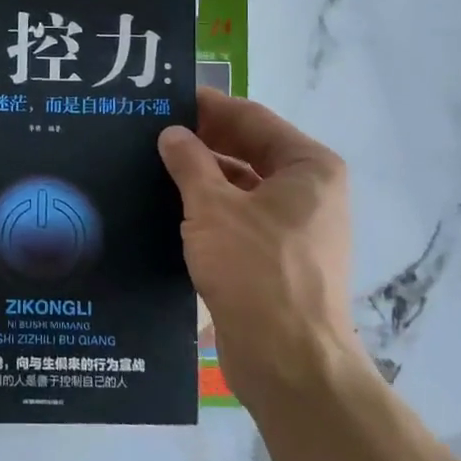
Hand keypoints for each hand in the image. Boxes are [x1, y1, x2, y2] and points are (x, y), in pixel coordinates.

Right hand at [157, 89, 357, 410]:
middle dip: (203, 141)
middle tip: (151, 131)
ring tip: (152, 166)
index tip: (165, 99)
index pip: (251, 118)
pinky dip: (210, 209)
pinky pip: (240, 218)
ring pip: (242, 186)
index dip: (208, 106)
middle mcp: (310, 191)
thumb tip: (172, 133)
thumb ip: (189, 162)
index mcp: (308, 166)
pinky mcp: (279, 259)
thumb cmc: (256, 270)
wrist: (289, 362)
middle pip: (248, 150)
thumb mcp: (212, 207)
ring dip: (203, 176)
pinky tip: (170, 208)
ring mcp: (296, 227)